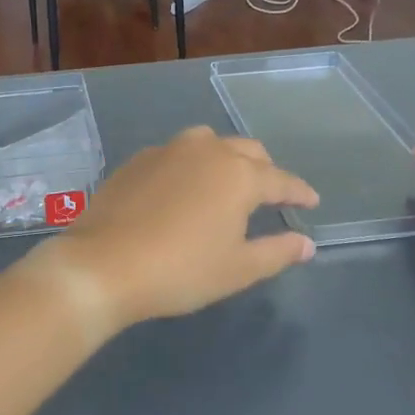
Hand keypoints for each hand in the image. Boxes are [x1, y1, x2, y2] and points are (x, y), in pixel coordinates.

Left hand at [25, 126, 317, 337]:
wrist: (103, 265)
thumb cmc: (180, 270)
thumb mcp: (237, 268)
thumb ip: (277, 252)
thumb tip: (306, 244)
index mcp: (237, 174)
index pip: (280, 180)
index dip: (299, 192)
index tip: (311, 202)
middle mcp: (205, 151)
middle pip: (246, 151)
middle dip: (265, 170)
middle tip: (272, 194)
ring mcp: (166, 151)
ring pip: (208, 143)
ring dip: (226, 158)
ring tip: (227, 183)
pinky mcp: (136, 161)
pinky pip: (175, 154)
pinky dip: (190, 166)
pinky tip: (183, 188)